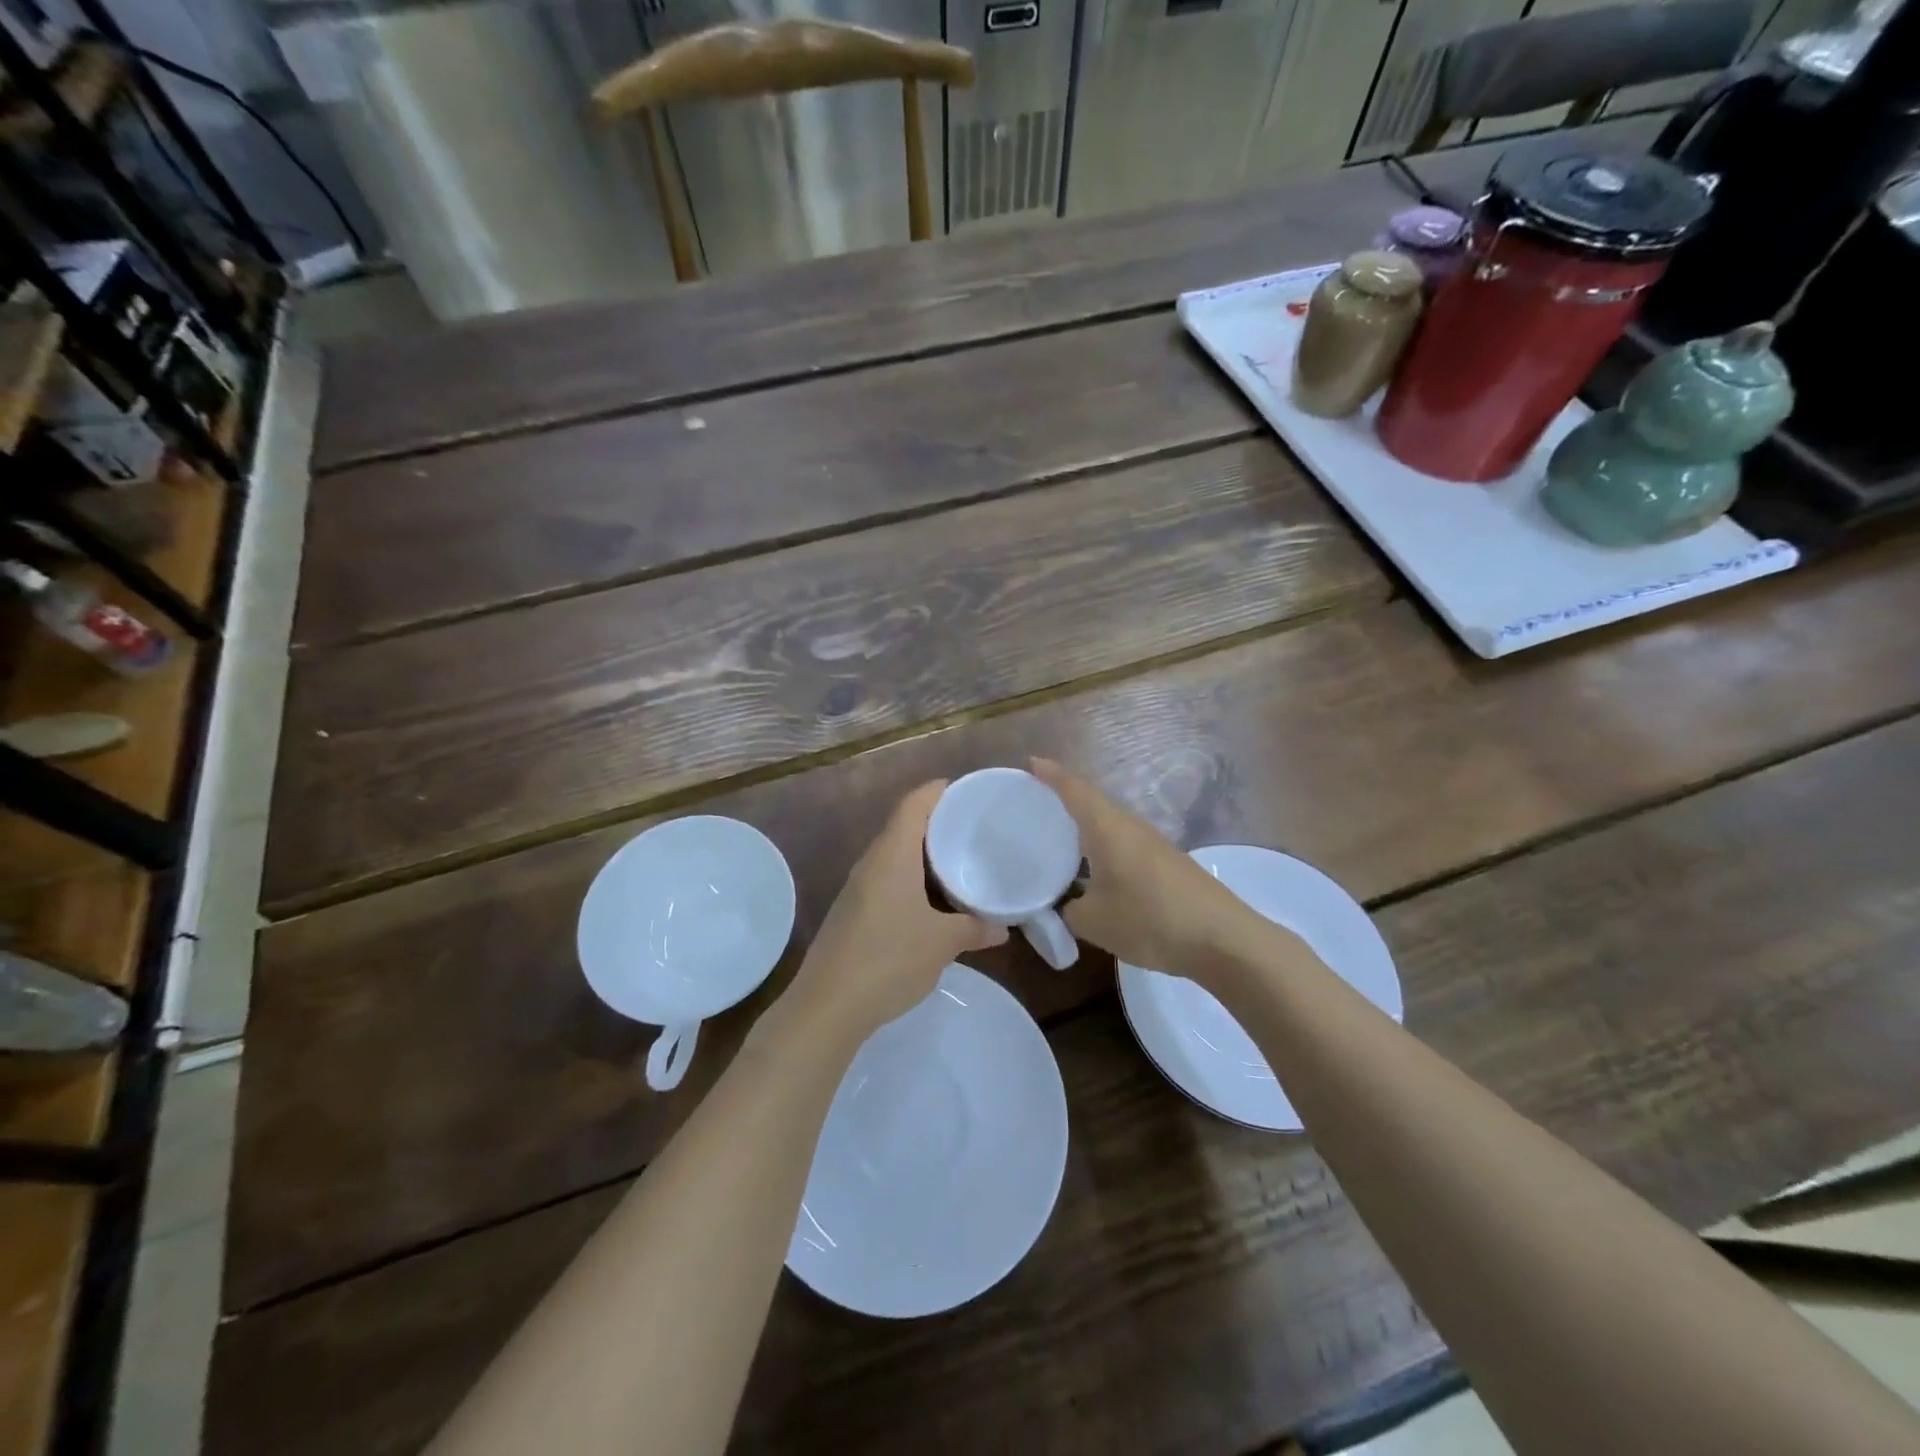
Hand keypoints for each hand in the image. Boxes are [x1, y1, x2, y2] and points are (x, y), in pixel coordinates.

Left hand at [780, 782, 1006, 1048]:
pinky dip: (912, 878)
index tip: (968, 792)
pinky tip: (932, 900)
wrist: (827, 1006)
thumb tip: (1002, 929)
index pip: (914, 803)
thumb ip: (974, 929)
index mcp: (892, 855)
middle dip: (937, 823)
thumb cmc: (888, 960)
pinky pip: (887, 879)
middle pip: (904, 825)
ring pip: (895, 855)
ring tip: (959, 861)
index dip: (939, 791)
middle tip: (974, 828)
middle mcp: (871, 862)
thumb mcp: (942, 944)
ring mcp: (857, 887)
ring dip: (924, 854)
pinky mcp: (853, 911)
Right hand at [1032, 757, 1262, 978]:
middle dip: (1065, 798)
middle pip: (1093, 802)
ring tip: (1061, 836)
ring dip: (1087, 825)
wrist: (1223, 939)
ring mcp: (1154, 844)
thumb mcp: (1094, 922)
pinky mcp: (1168, 863)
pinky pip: (1126, 843)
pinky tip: (1097, 869)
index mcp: (1107, 828)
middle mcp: (1131, 826)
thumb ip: (1070, 909)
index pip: (1074, 790)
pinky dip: (1105, 846)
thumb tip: (1068, 903)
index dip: (1051, 775)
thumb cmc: (1150, 920)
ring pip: (1111, 824)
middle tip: (1037, 803)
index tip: (1031, 763)